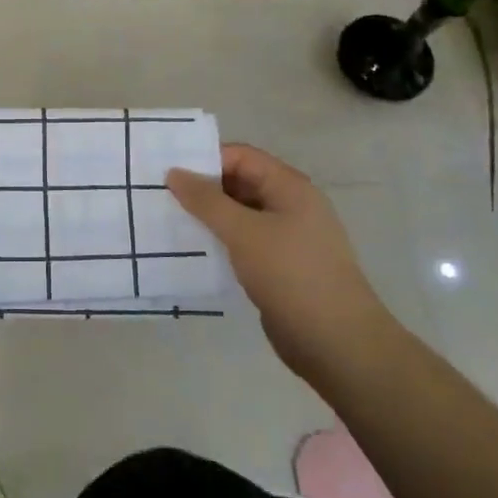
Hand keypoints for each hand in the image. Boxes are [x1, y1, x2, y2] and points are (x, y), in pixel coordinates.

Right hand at [167, 144, 398, 385]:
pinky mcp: (280, 267)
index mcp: (289, 187)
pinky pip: (244, 243)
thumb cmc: (290, 274)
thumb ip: (206, 200)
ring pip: (240, 216)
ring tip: (170, 222)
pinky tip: (194, 251)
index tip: (169, 172)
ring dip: (209, 218)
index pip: (242, 157)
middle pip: (240, 184)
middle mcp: (290, 206)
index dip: (206, 160)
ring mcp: (288, 238)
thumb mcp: (243, 231)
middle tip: (161, 196)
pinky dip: (221, 242)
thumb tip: (174, 172)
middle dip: (203, 189)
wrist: (336, 341)